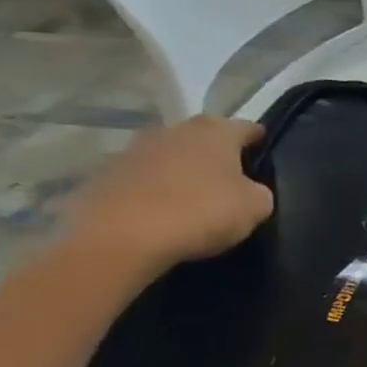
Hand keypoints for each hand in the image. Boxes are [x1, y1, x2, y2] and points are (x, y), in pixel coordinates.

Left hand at [65, 116, 273, 276]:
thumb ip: (258, 190)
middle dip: (216, 154)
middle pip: (203, 138)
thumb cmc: (201, 212)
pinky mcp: (102, 176)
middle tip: (229, 180)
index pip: (248, 128)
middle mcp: (173, 131)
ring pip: (168, 156)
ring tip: (191, 199)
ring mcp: (132, 151)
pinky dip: (152, 190)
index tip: (264, 159)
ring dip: (180, 171)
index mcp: (215, 131)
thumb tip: (247, 189)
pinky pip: (140, 179)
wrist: (119, 238)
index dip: (259, 142)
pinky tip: (159, 213)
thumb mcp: (256, 206)